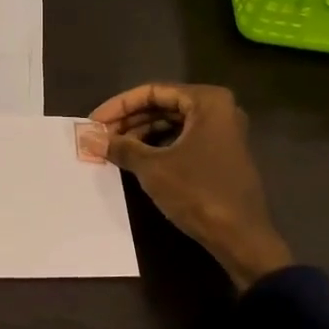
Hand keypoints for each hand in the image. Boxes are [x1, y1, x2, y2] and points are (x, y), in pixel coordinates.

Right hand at [90, 83, 292, 291]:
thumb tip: (88, 138)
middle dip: (129, 120)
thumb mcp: (153, 168)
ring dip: (141, 134)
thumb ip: (121, 147)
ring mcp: (222, 133)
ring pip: (173, 124)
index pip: (153, 92)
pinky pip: (183, 140)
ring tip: (113, 149)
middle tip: (100, 136)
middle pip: (163, 106)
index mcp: (207, 101)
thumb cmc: (198, 192)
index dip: (119, 106)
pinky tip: (136, 159)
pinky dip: (159, 146)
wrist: (241, 237)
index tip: (93, 122)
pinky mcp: (221, 155)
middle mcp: (219, 110)